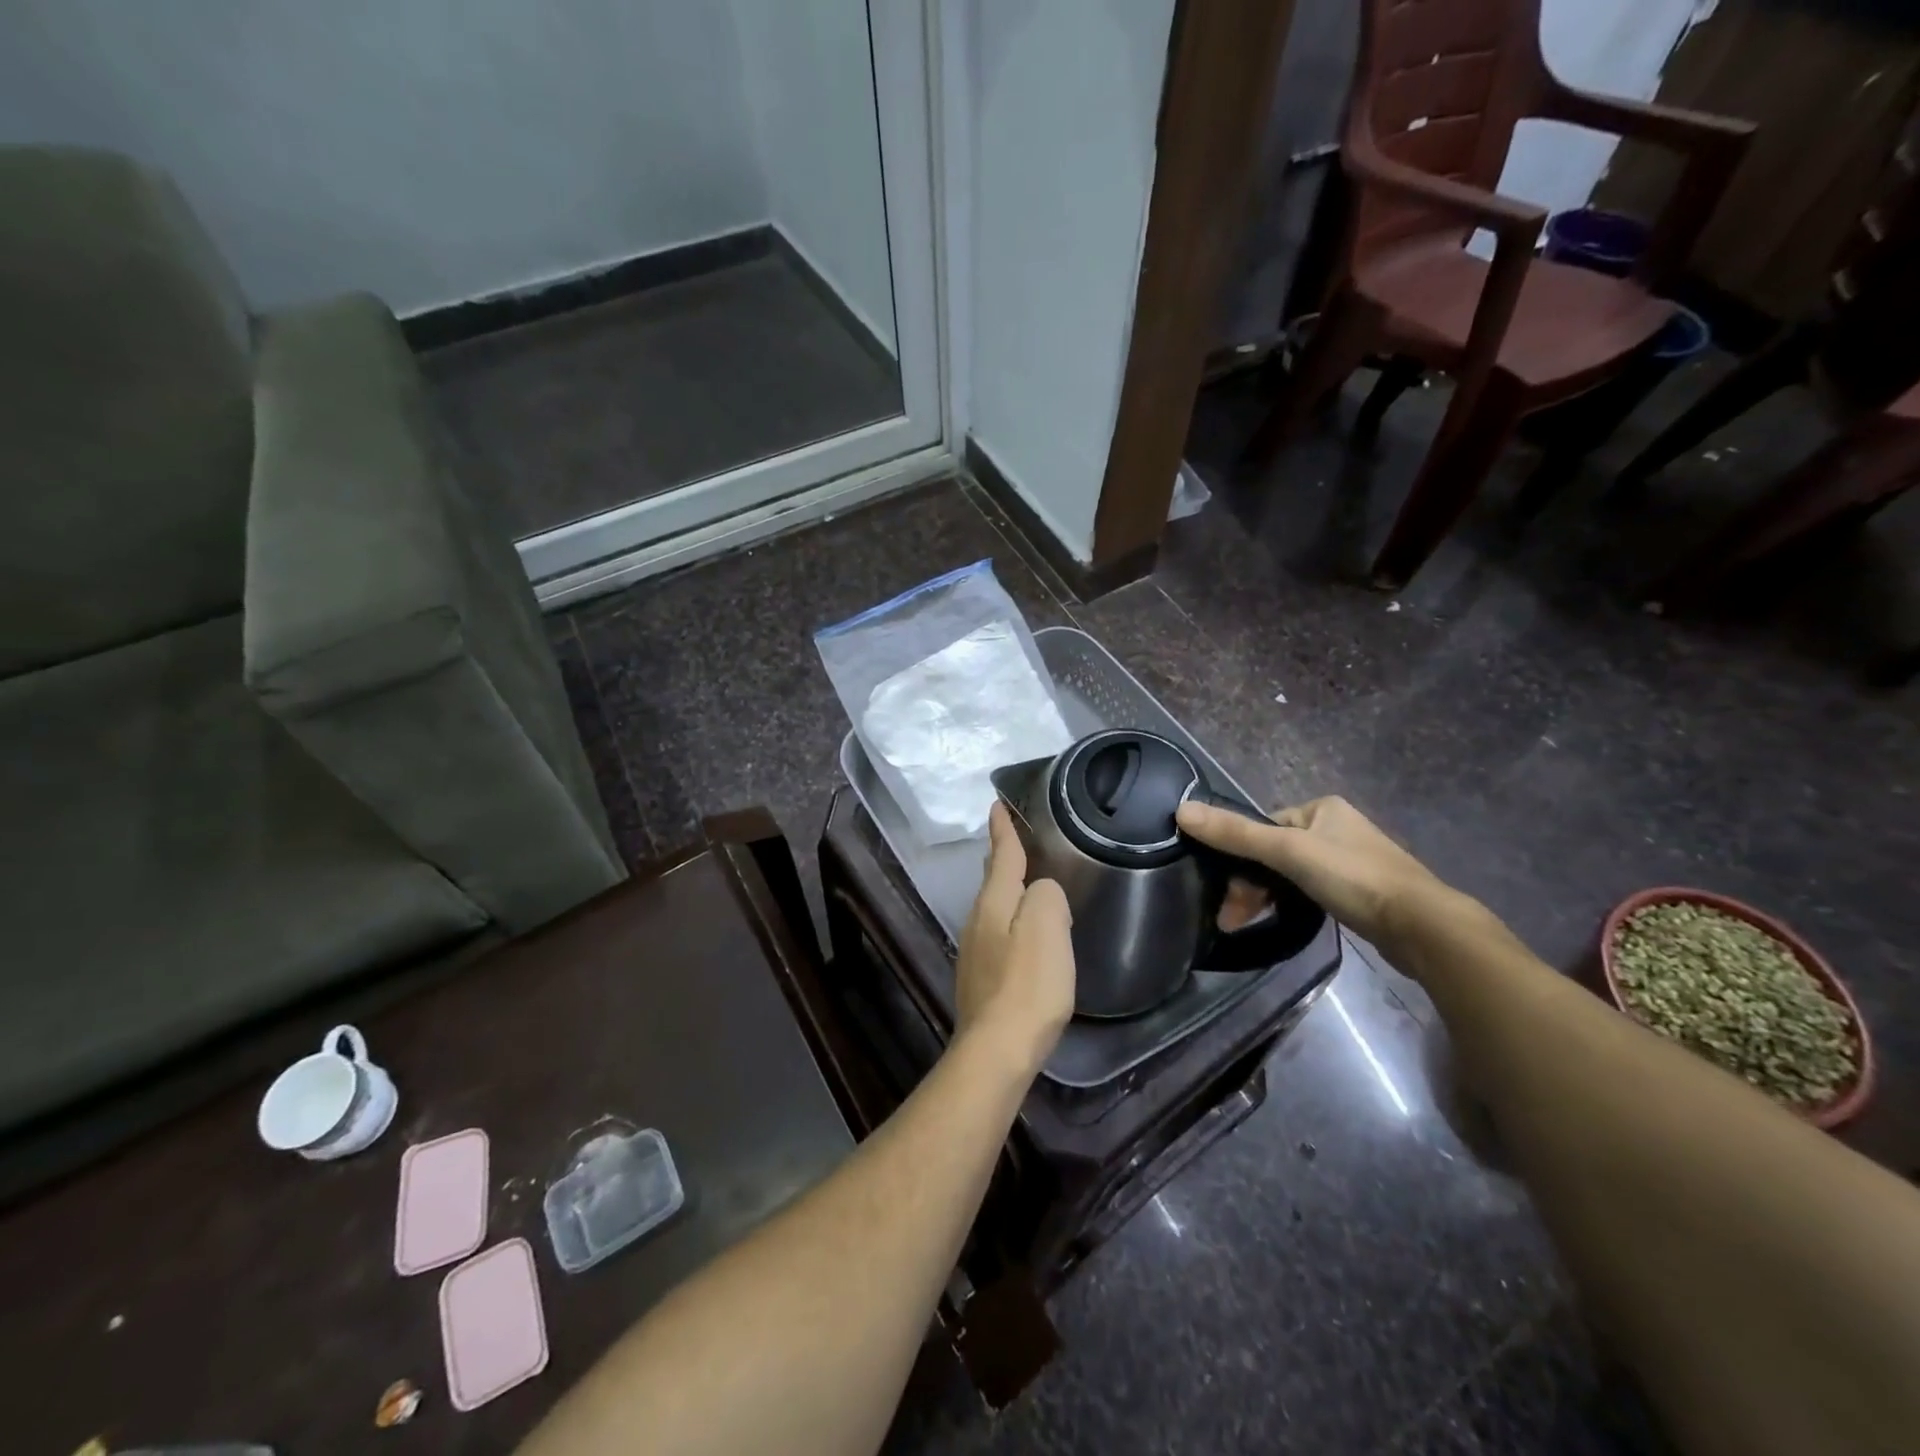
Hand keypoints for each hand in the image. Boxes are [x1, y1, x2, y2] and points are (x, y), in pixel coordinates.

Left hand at [955, 803, 1075, 1075]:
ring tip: (1025, 881)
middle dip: (1001, 856)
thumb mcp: (1048, 927)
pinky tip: (1022, 934)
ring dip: (1006, 889)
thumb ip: (1048, 896)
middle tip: (1012, 836)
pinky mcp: (980, 978)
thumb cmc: (1028, 985)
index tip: (997, 803)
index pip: (1001, 855)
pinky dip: (1010, 920)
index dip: (1002, 828)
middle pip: (992, 879)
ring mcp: (975, 950)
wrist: (997, 1050)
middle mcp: (978, 920)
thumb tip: (1043, 893)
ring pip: (993, 906)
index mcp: (994, 902)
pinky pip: (997, 933)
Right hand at [1176, 794, 1447, 962]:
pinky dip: (1290, 904)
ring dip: (1265, 897)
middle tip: (1231, 916)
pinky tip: (1279, 921)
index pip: (1263, 826)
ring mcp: (1349, 860)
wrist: (1422, 927)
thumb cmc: (1354, 878)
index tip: (1226, 889)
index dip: (1240, 855)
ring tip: (1243, 924)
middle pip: (1274, 852)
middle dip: (1250, 884)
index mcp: (1321, 808)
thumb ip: (1236, 834)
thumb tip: (1181, 810)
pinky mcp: (1358, 891)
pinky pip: (1309, 890)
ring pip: (1289, 874)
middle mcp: (1335, 828)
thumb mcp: (1288, 852)